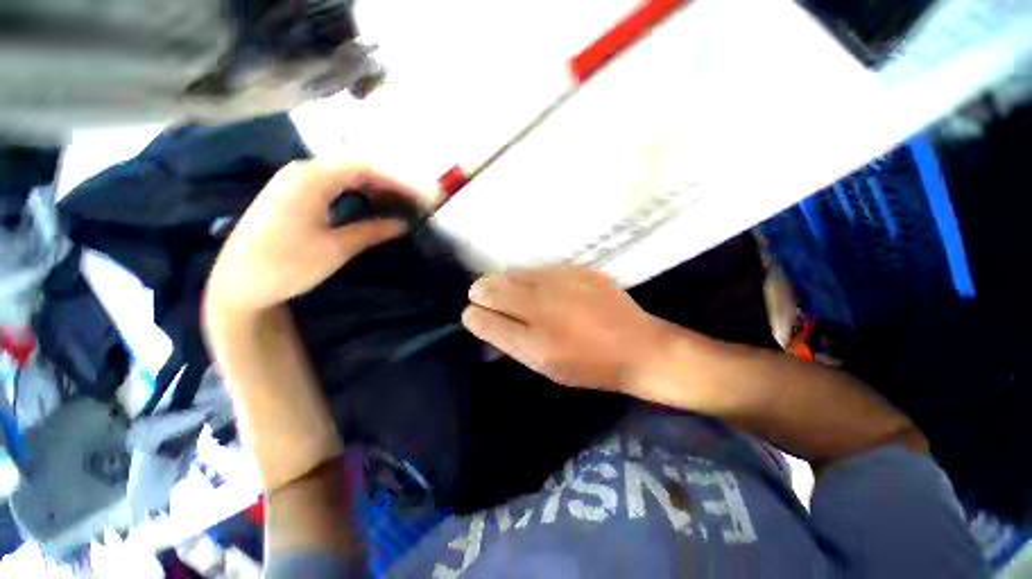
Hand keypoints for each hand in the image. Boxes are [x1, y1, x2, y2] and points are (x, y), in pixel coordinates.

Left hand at [207, 161, 421, 312]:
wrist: (238, 284)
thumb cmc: (286, 265)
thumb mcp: (335, 248)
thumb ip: (372, 231)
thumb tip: (403, 224)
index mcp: (312, 178)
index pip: (367, 167)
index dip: (401, 180)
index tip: (427, 195)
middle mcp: (304, 171)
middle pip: (359, 166)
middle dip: (394, 181)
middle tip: (422, 198)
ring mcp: (298, 182)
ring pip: (349, 174)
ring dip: (379, 186)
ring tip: (406, 200)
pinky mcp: (297, 195)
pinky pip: (338, 185)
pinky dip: (362, 193)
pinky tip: (377, 203)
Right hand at [462, 265, 664, 390]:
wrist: (638, 346)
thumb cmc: (590, 366)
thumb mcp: (546, 368)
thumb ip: (512, 345)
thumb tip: (486, 324)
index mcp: (532, 343)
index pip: (482, 319)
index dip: (473, 316)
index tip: (474, 315)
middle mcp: (540, 308)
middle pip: (490, 289)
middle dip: (481, 293)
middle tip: (482, 297)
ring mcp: (558, 284)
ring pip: (511, 274)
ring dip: (502, 282)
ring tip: (506, 290)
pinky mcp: (574, 270)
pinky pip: (536, 269)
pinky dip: (527, 277)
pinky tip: (535, 285)